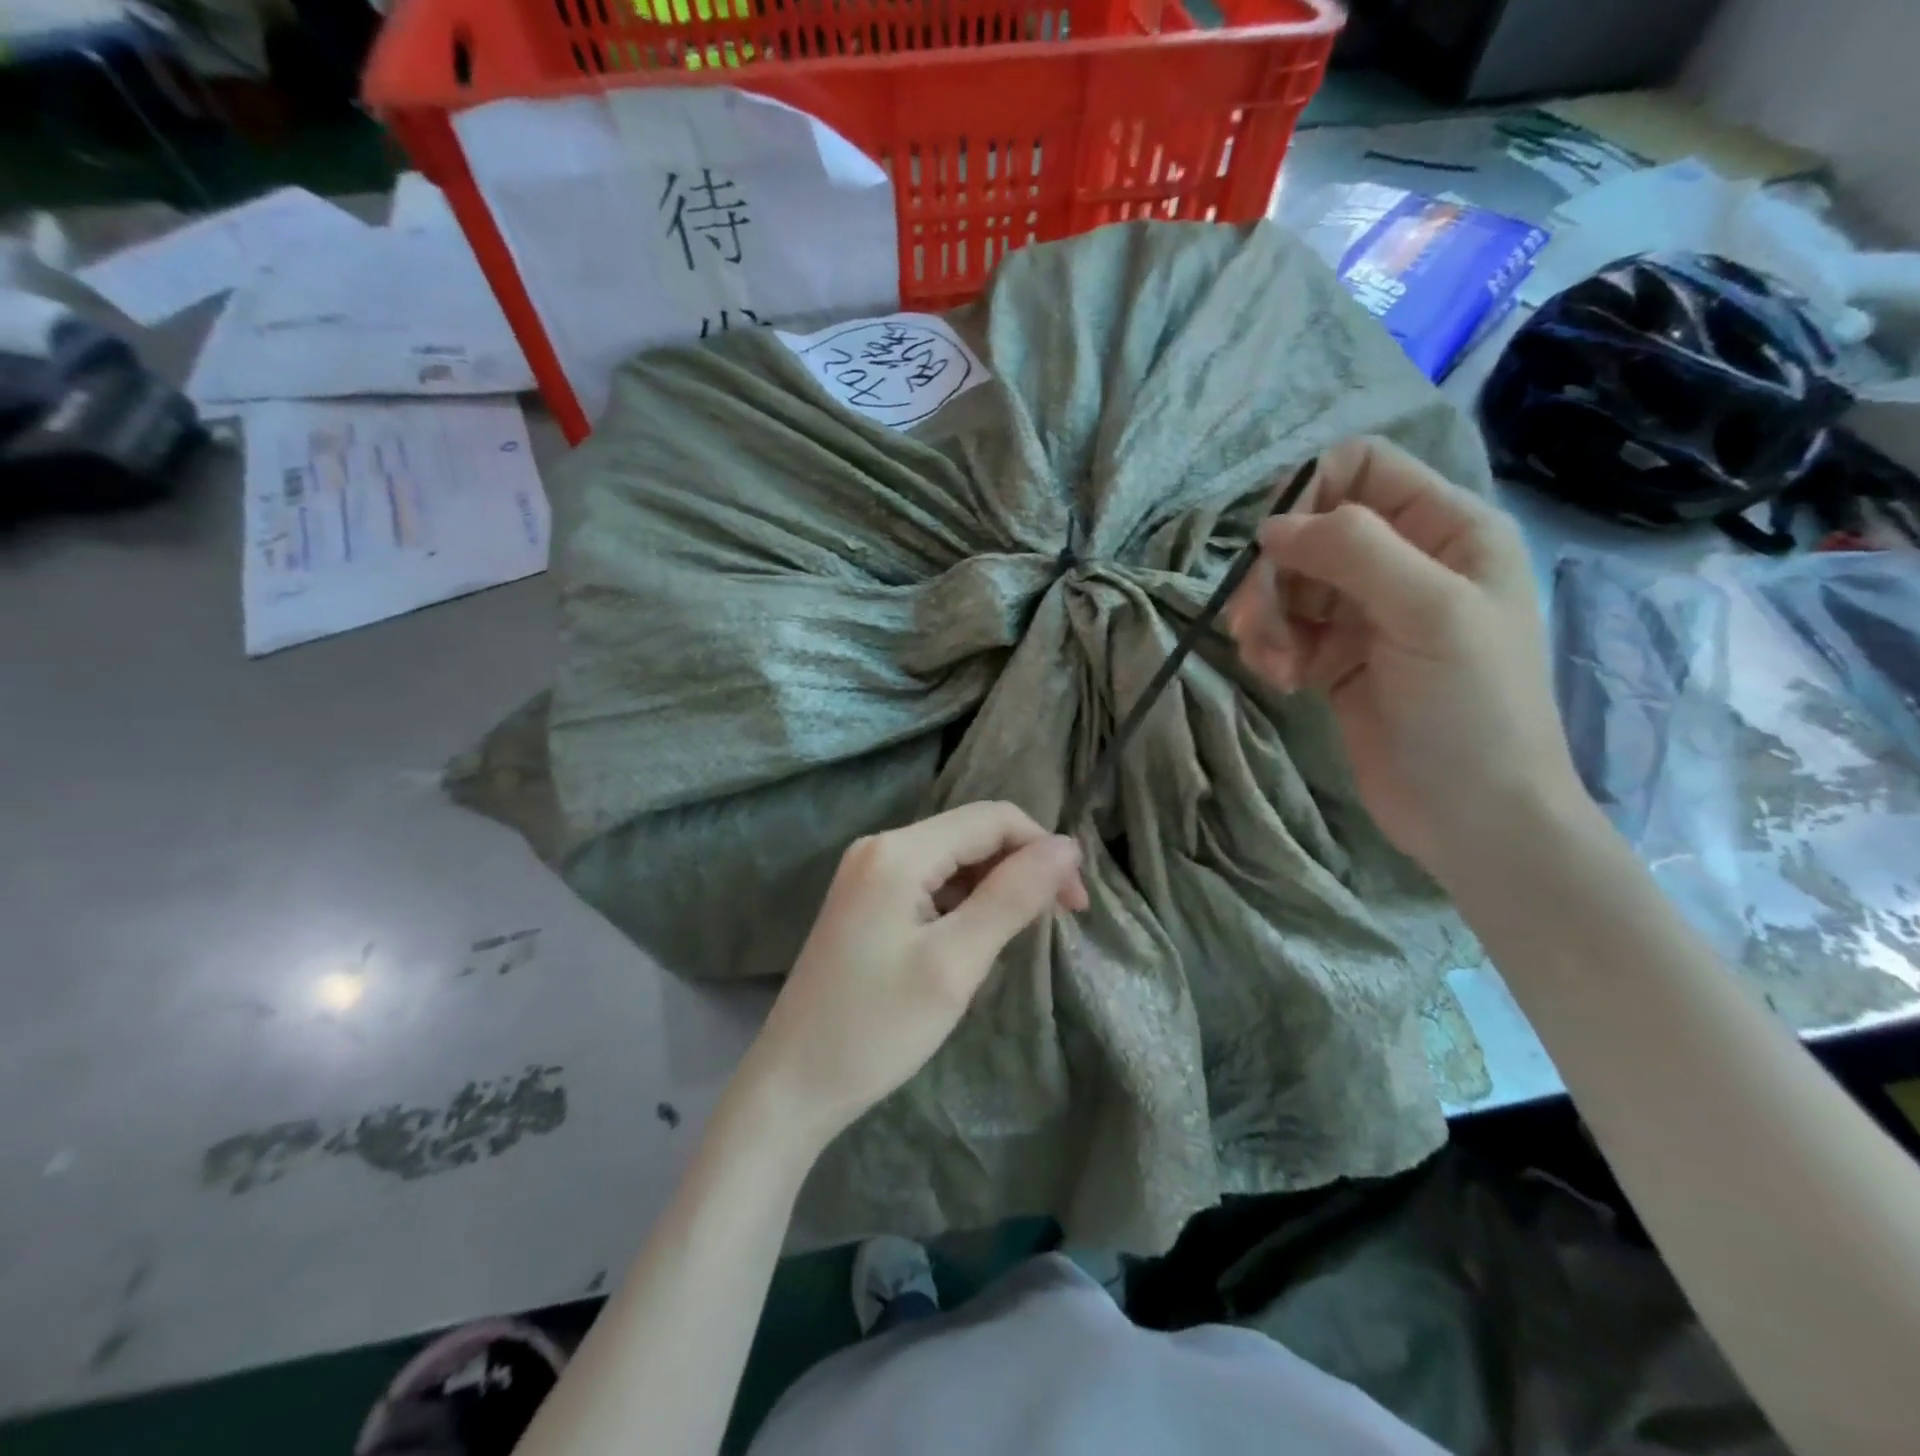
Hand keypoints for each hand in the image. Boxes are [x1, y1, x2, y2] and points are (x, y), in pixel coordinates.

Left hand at [740, 802, 1087, 1150]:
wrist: (793, 1084)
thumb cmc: (877, 1027)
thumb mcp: (956, 963)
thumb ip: (1013, 896)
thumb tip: (1067, 845)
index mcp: (899, 850)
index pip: (992, 819)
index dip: (1042, 849)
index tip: (1075, 904)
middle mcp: (880, 847)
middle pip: (971, 835)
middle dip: (1021, 868)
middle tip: (1056, 921)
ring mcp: (868, 873)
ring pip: (953, 860)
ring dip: (994, 888)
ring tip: (1015, 939)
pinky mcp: (865, 901)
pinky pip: (929, 883)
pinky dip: (963, 903)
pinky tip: (972, 943)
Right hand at [1223, 436, 1583, 875]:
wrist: (1473, 815)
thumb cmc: (1472, 708)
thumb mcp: (1428, 612)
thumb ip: (1353, 550)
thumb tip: (1271, 527)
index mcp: (1447, 529)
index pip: (1359, 468)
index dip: (1307, 495)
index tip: (1274, 549)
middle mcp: (1405, 561)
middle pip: (1309, 531)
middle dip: (1273, 575)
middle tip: (1253, 626)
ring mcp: (1367, 612)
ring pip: (1287, 583)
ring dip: (1266, 619)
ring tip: (1274, 665)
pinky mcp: (1337, 657)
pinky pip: (1284, 629)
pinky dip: (1271, 649)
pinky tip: (1281, 680)